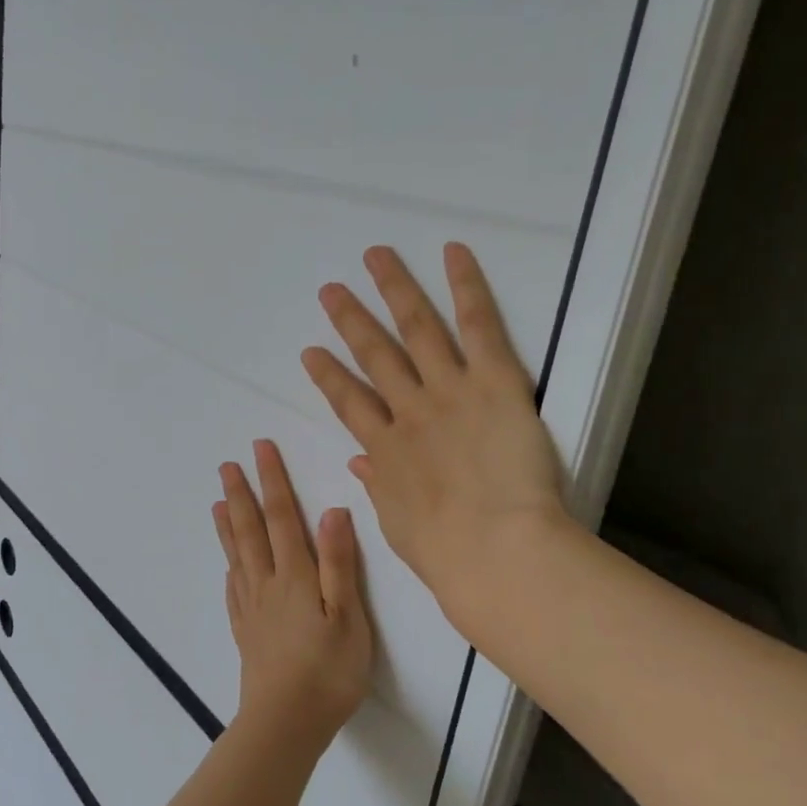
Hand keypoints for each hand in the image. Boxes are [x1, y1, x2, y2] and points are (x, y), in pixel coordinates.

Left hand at [213, 440, 374, 753]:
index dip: (272, 481)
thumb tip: (332, 511)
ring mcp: (252, 609)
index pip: (282, 517)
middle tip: (226, 465)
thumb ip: (338, 563)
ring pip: (236, 556)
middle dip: (241, 495)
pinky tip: (228, 567)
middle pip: (250, 531)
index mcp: (295, 576)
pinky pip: (233, 591)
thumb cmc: (328, 670)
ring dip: (228, 526)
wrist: (286, 722)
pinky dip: (229, 569)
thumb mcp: (347, 616)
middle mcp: (267, 584)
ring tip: (217, 502)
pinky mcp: (246, 633)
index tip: (260, 449)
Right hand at [302, 243, 570, 648]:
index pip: (348, 403)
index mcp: (385, 450)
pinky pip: (478, 325)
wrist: (495, 549)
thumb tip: (360, 462)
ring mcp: (449, 390)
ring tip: (376, 256)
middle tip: (331, 290)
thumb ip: (379, 485)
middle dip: (350, 321)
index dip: (328, 376)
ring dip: (394, 290)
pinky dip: (465, 286)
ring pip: (417, 328)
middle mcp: (410, 410)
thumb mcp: (398, 524)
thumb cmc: (446, 553)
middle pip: (374, 355)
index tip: (311, 353)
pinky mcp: (494, 381)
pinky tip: (452, 252)